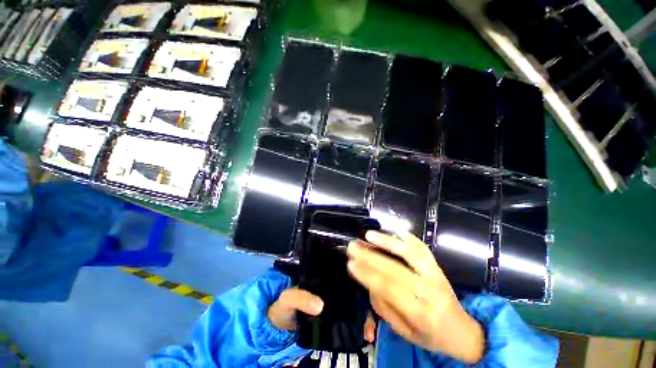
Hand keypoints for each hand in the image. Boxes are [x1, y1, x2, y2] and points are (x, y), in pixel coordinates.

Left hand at [267, 288, 377, 341]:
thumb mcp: (289, 297)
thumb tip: (320, 305)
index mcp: (325, 279)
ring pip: (356, 306)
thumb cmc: (284, 304)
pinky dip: (359, 327)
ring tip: (369, 331)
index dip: (358, 284)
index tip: (368, 296)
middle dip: (366, 304)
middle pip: (355, 292)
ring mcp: (336, 304)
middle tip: (370, 321)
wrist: (278, 325)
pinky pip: (350, 320)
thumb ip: (300, 298)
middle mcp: (334, 289)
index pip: (345, 277)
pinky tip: (365, 335)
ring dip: (365, 317)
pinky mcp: (335, 318)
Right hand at [347, 230, 484, 363]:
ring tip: (369, 234)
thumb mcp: (405, 332)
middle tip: (353, 246)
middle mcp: (429, 290)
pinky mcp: (437, 266)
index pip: (388, 288)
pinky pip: (421, 247)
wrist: (462, 331)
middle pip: (394, 268)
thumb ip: (384, 307)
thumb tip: (369, 281)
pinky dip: (406, 236)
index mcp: (420, 313)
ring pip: (409, 253)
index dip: (367, 274)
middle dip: (369, 256)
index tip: (350, 263)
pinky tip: (393, 228)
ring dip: (386, 241)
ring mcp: (435, 274)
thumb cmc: (430, 336)